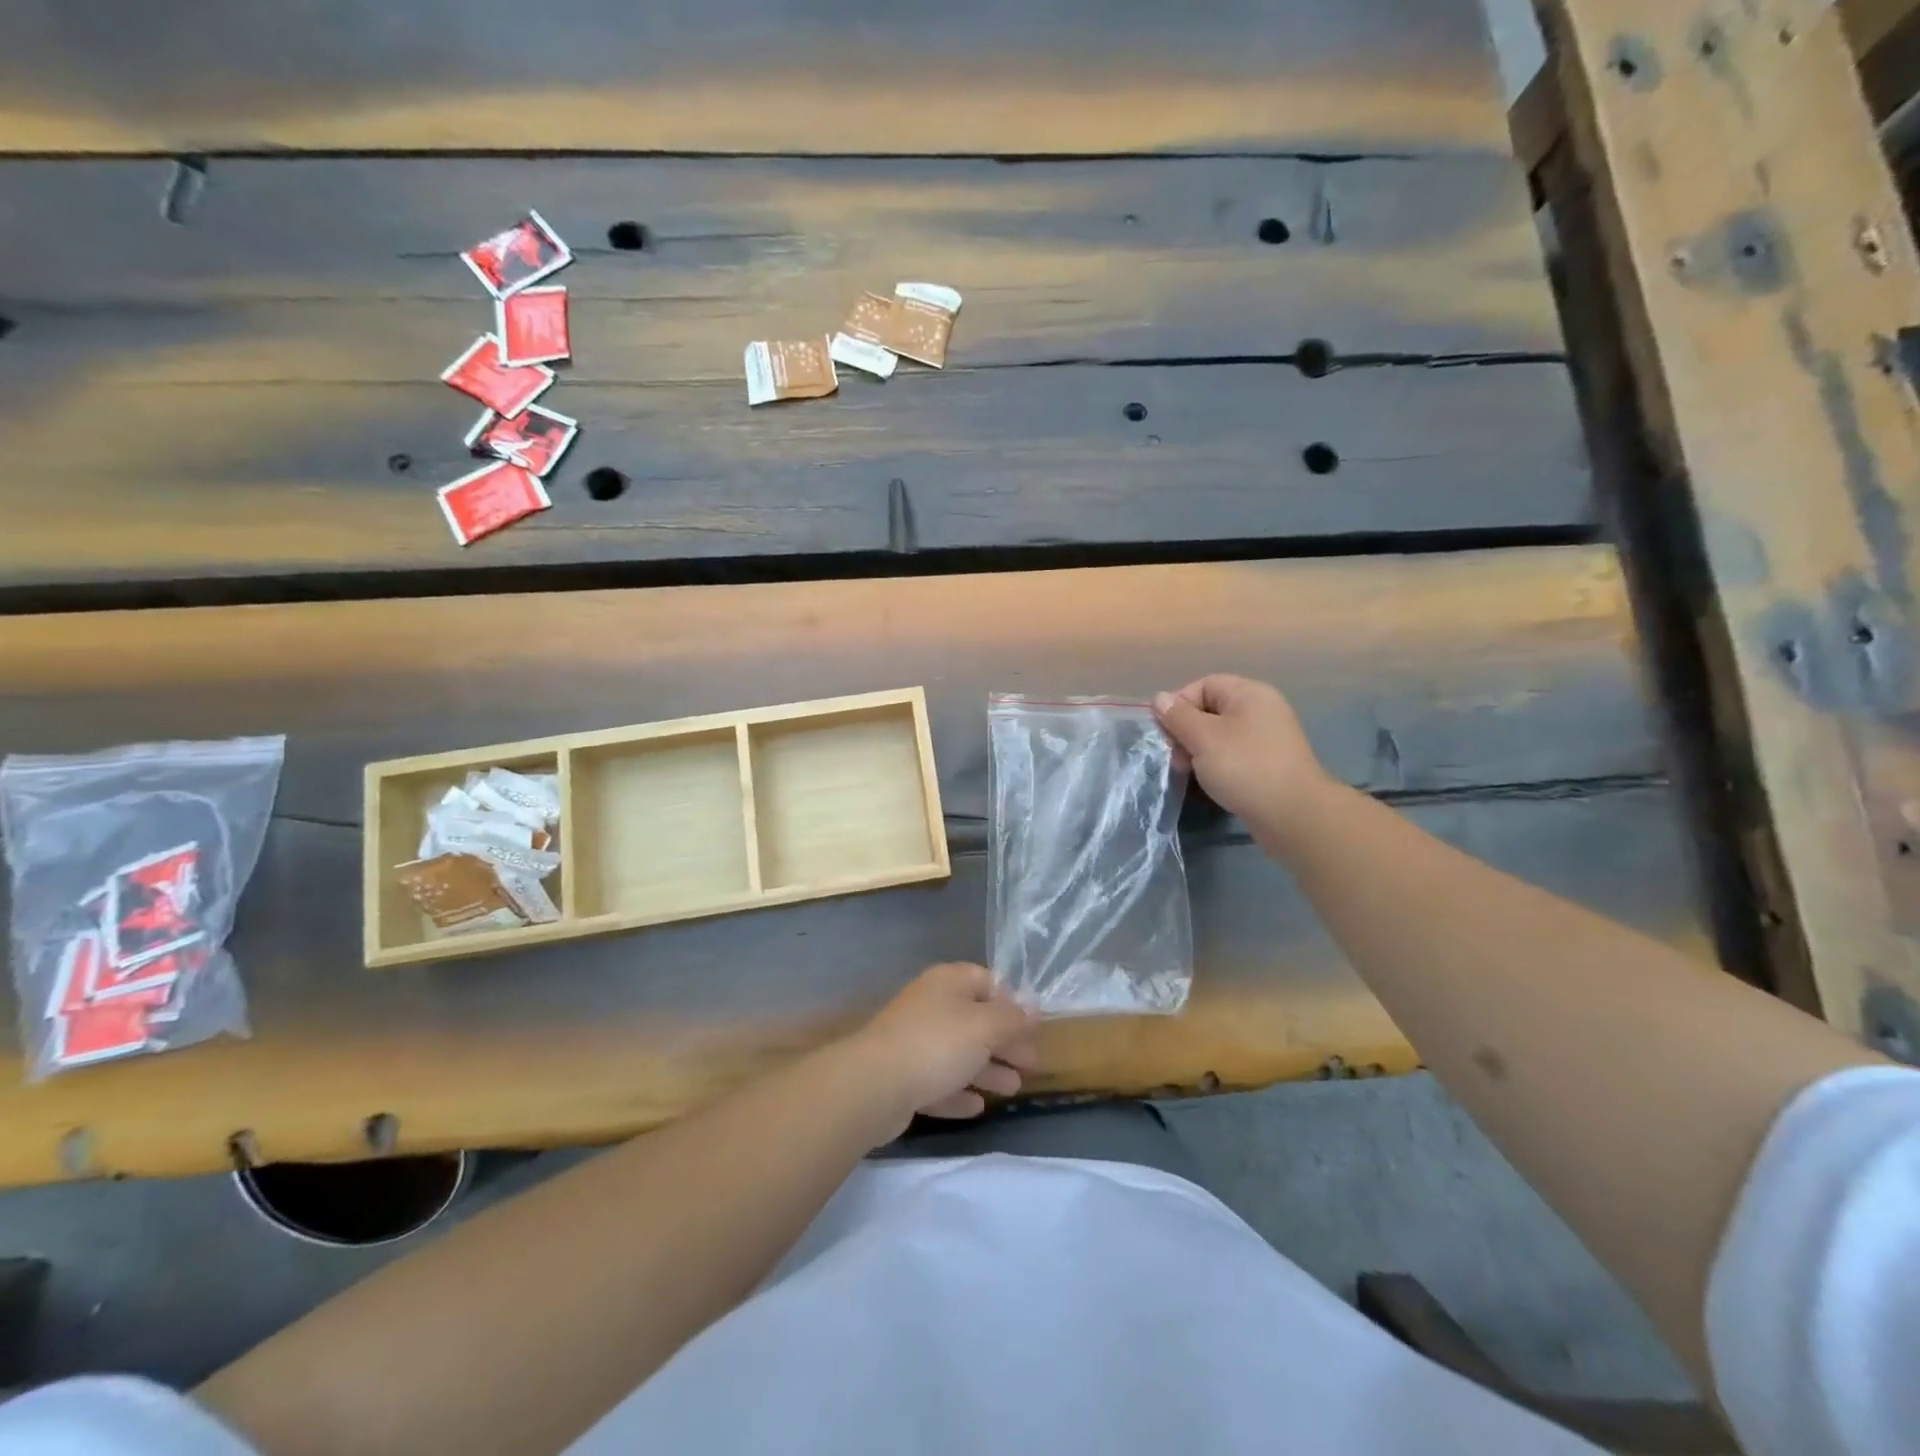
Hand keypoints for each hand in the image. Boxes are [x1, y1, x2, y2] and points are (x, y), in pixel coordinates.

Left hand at [842, 963, 1038, 1142]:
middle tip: (1032, 1064)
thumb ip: (1012, 1018)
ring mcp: (915, 1042)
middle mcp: (931, 1006)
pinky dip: (959, 1092)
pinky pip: (940, 1082)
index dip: (1012, 1002)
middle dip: (1005, 1041)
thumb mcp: (984, 1026)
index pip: (987, 981)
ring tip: (1014, 1088)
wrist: (873, 1086)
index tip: (1034, 1027)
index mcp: (948, 983)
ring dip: (988, 1069)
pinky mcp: (904, 1078)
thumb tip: (1033, 1006)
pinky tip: (977, 1107)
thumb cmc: (936, 1045)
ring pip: (960, 1053)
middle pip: (976, 1020)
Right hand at [1153, 675, 1334, 836]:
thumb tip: (1159, 698)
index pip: (1203, 685)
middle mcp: (1261, 710)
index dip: (1179, 705)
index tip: (1165, 733)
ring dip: (1198, 753)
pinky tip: (1208, 784)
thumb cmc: (1244, 767)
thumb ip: (1178, 716)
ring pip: (1219, 737)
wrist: (1293, 814)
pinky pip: (1233, 756)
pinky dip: (1216, 766)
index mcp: (1249, 694)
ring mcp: (1267, 739)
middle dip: (1186, 733)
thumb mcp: (1203, 738)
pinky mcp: (1268, 765)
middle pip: (1210, 711)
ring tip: (1188, 774)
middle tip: (1175, 758)